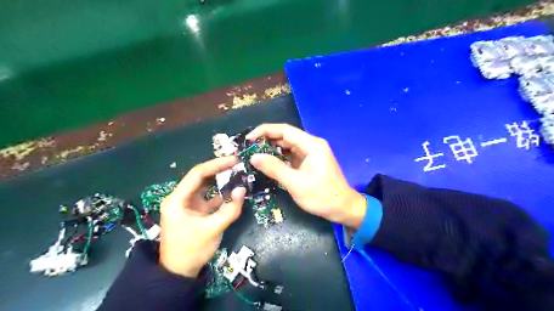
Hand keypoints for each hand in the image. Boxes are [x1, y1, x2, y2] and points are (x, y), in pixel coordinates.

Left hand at [160, 156, 245, 278]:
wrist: (179, 273)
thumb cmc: (191, 250)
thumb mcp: (212, 230)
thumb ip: (229, 209)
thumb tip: (242, 190)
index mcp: (177, 199)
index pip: (197, 174)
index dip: (216, 165)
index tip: (234, 160)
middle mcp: (181, 198)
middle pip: (201, 178)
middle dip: (219, 170)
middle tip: (238, 165)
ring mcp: (188, 204)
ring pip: (206, 186)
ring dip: (221, 181)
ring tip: (238, 174)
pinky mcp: (195, 211)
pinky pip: (210, 198)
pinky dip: (221, 194)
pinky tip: (234, 191)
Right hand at [247, 124, 365, 227]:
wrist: (343, 208)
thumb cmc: (322, 196)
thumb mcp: (295, 183)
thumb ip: (274, 168)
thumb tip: (253, 157)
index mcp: (312, 145)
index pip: (285, 130)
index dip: (265, 131)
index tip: (248, 139)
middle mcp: (311, 145)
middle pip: (286, 136)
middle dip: (266, 140)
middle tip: (249, 149)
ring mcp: (311, 153)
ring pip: (287, 146)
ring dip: (272, 149)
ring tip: (254, 155)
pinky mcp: (309, 162)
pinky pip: (291, 156)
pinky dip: (279, 158)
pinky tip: (268, 163)